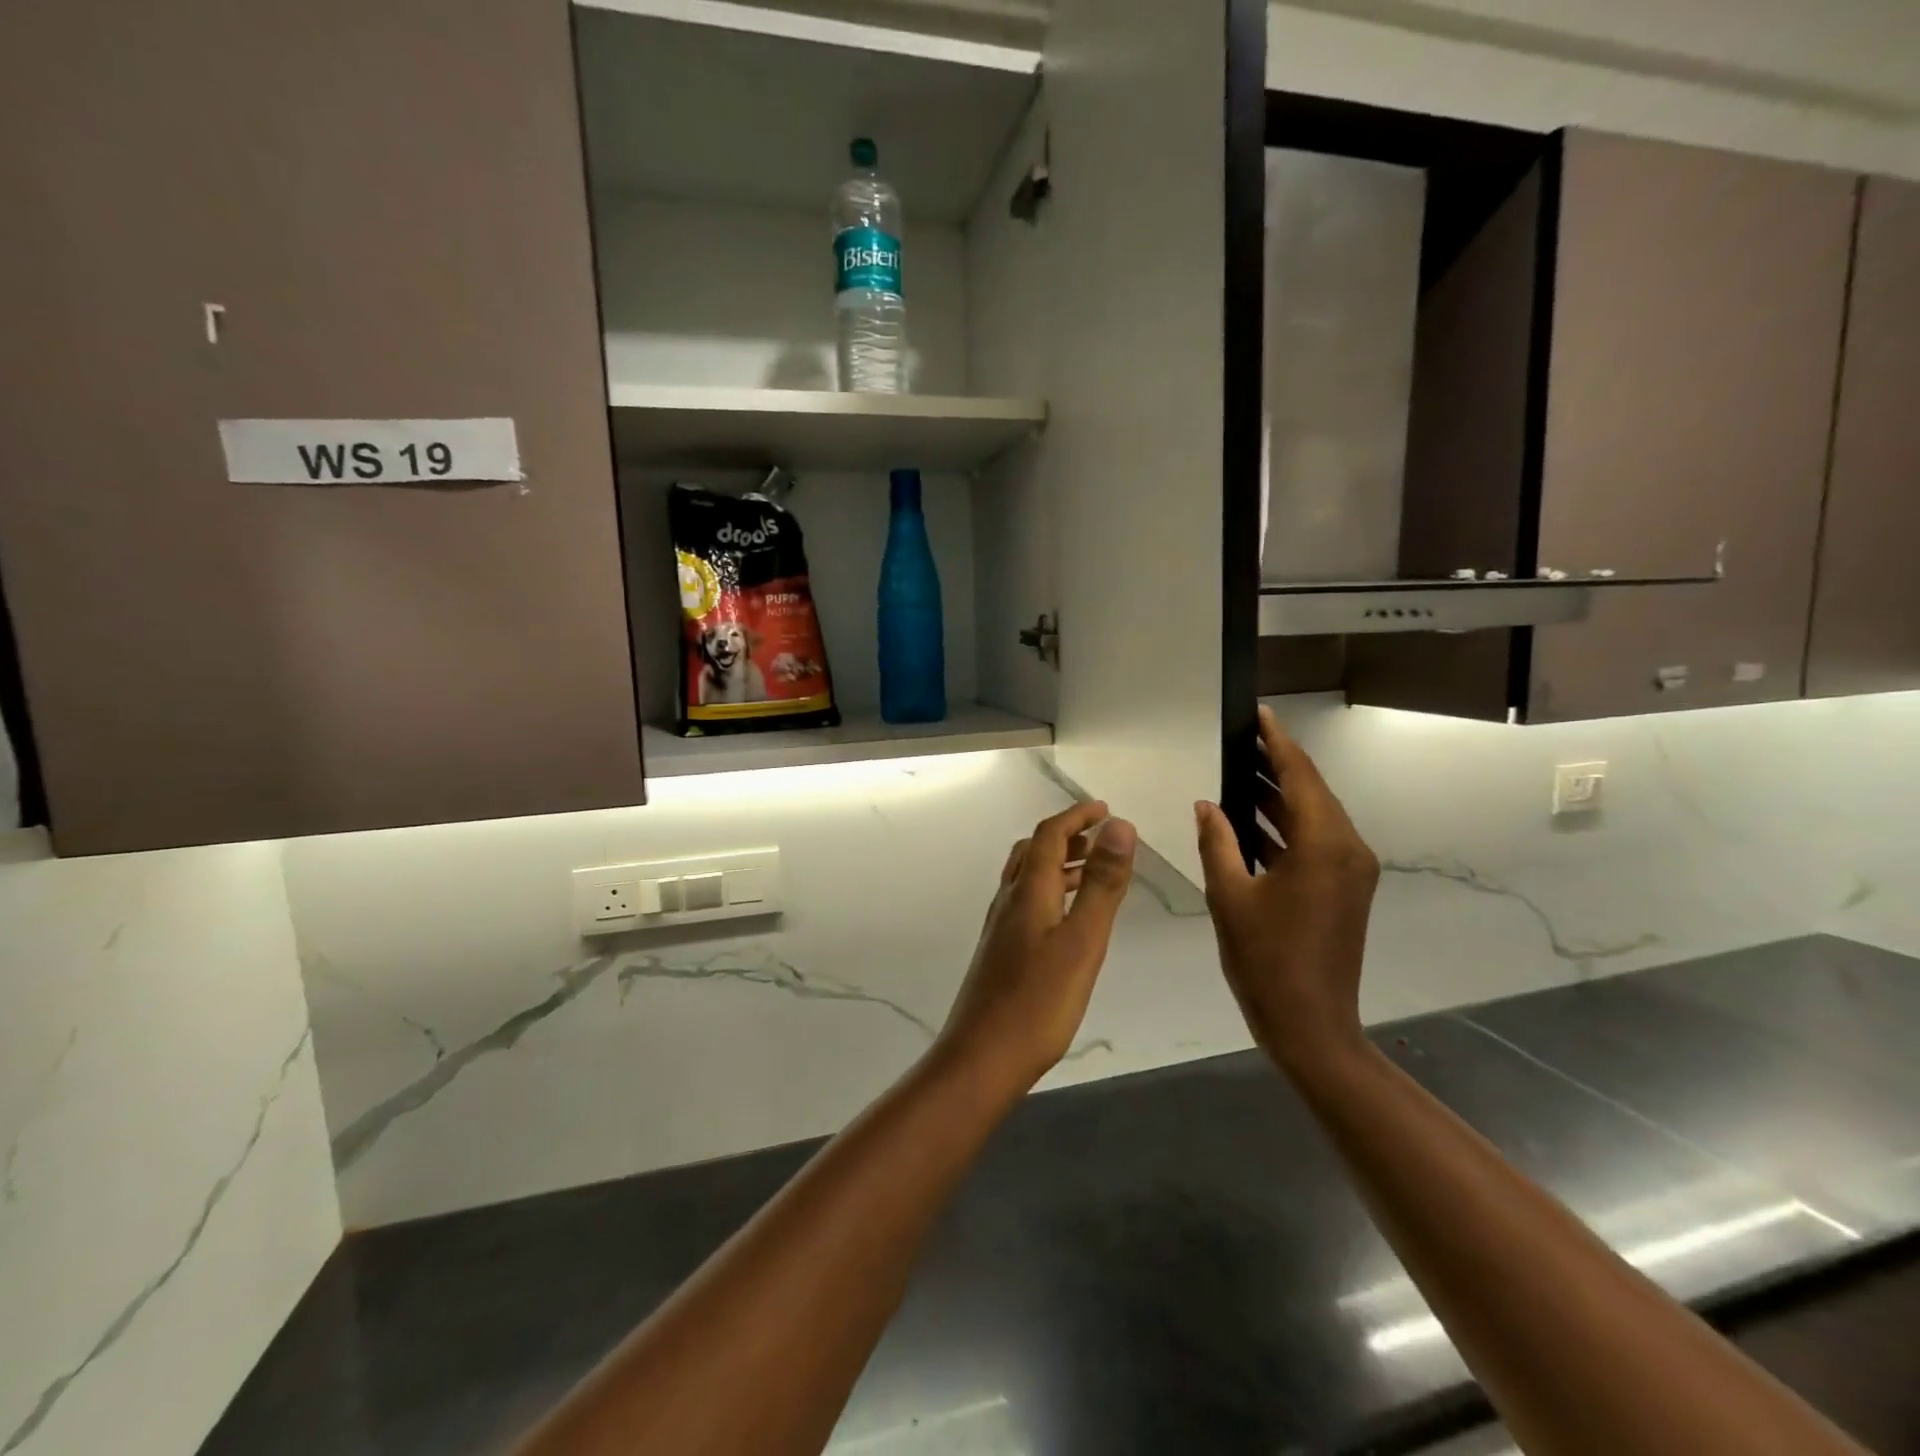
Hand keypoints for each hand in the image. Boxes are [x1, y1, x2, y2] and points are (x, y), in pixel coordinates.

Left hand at [934, 802, 1136, 1096]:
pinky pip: (1027, 902)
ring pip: (1028, 878)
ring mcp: (1000, 927)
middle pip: (1033, 851)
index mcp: (1028, 891)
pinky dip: (1050, 891)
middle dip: (1066, 836)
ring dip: (1058, 864)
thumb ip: (1102, 884)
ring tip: (1092, 872)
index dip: (1076, 817)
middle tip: (1100, 837)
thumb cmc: (1039, 1001)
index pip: (1049, 835)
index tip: (1104, 809)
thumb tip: (1119, 826)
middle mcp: (1008, 900)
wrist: (982, 1057)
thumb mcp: (1082, 940)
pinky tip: (1067, 920)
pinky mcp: (1000, 951)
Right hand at [1195, 706, 1378, 1073]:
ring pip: (1313, 817)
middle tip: (1241, 740)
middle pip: (1310, 792)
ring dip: (1278, 797)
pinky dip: (1284, 828)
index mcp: (1324, 844)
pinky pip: (1315, 842)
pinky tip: (1250, 822)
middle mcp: (1348, 849)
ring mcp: (1351, 871)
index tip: (1259, 714)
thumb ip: (1217, 842)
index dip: (1277, 742)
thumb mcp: (1229, 896)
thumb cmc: (1265, 959)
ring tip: (1239, 772)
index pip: (1300, 776)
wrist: (1311, 1025)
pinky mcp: (1345, 889)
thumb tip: (1208, 804)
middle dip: (1276, 765)